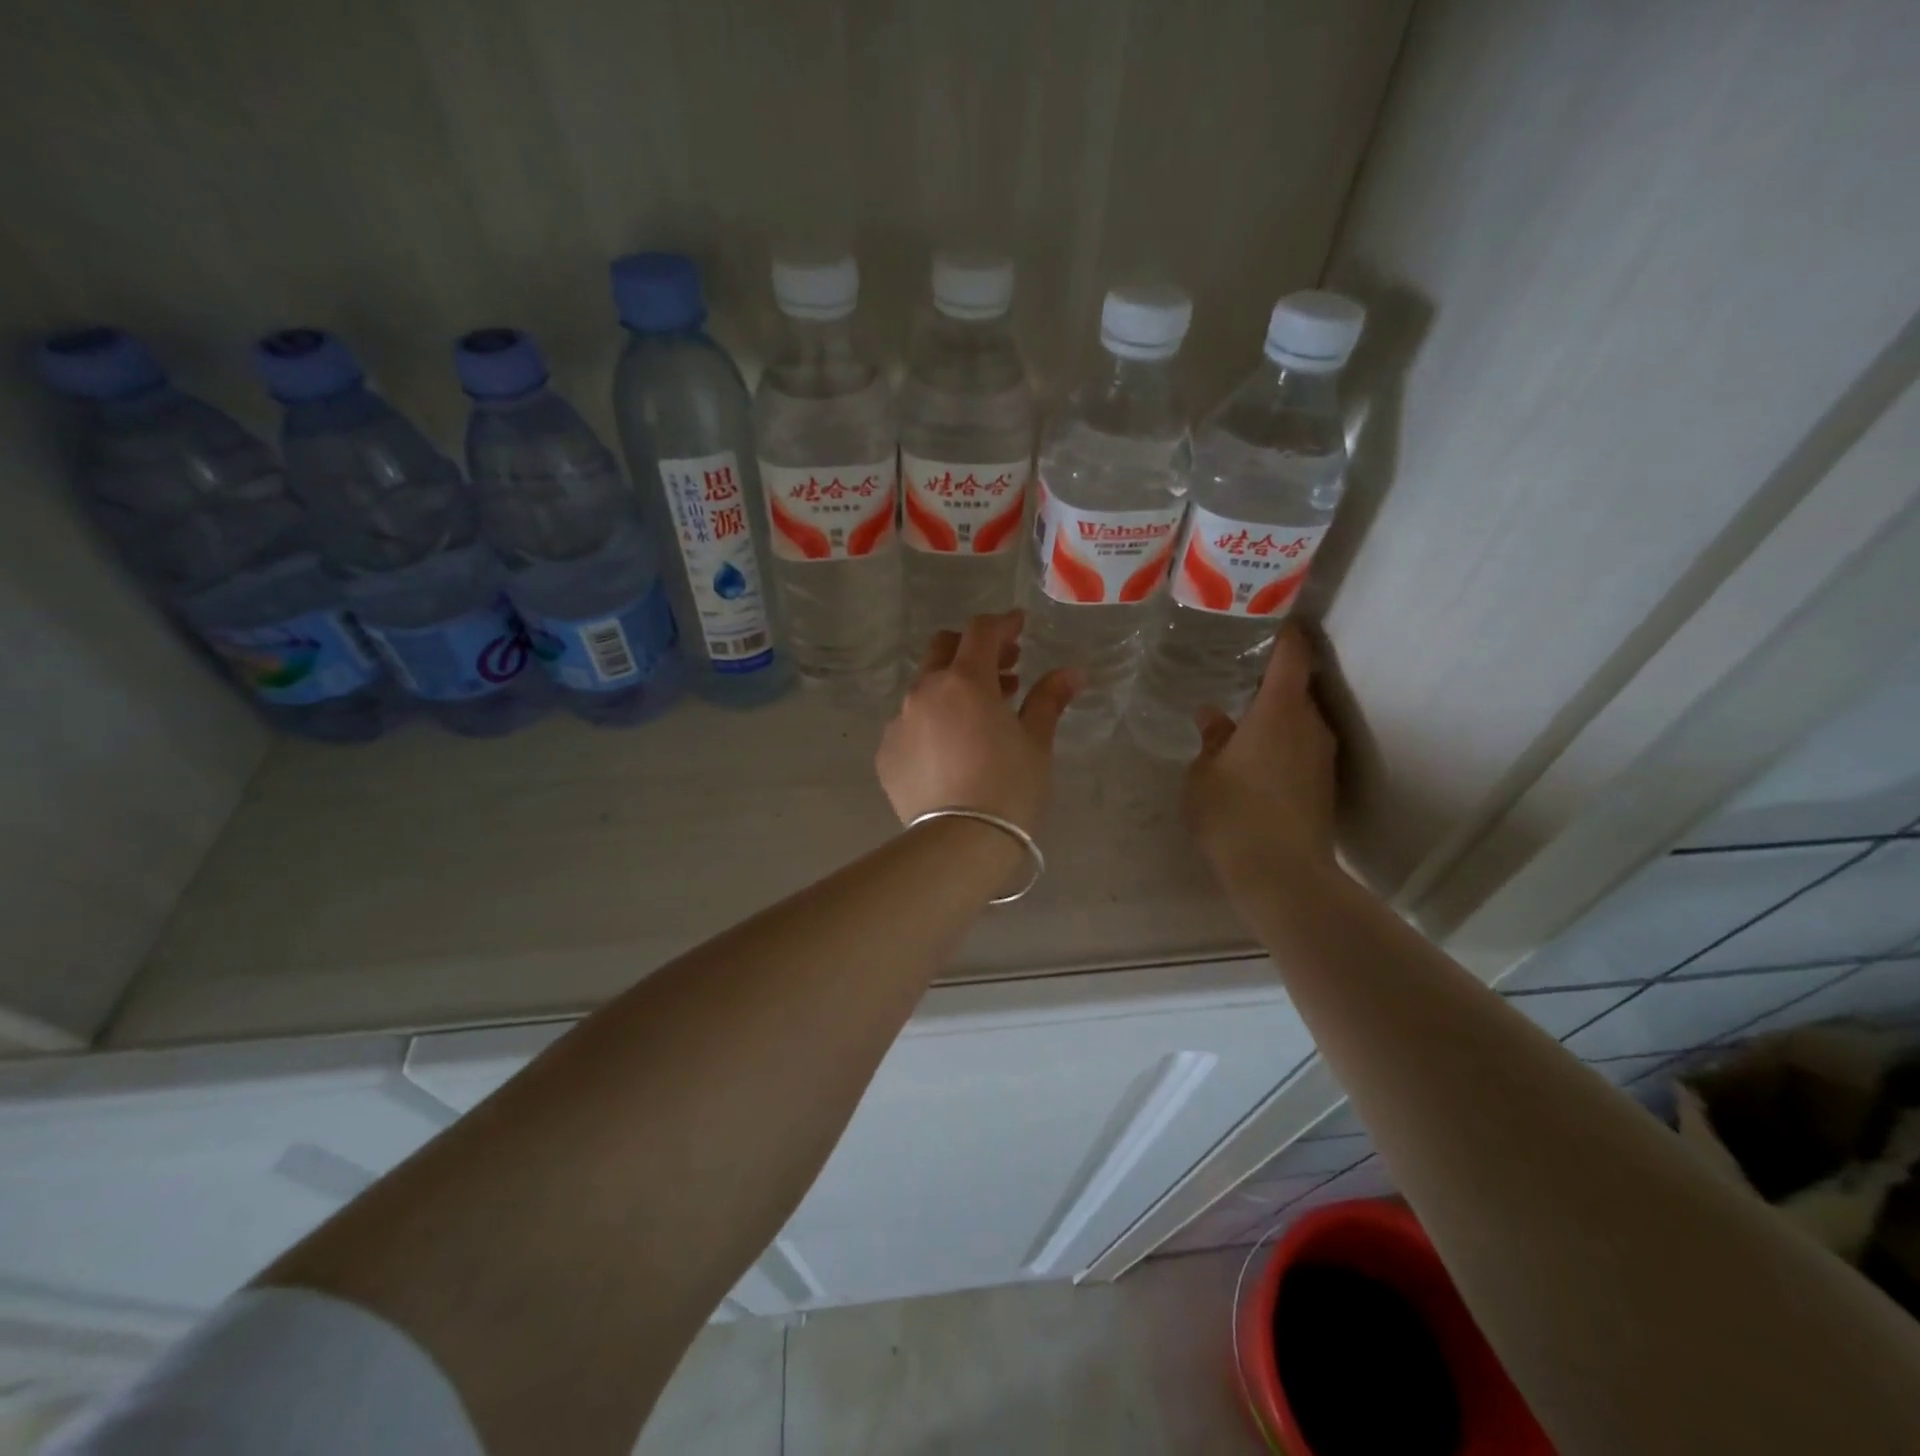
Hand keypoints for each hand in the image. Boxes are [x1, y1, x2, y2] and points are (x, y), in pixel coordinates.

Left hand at [877, 612, 1081, 832]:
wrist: (960, 844)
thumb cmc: (1009, 788)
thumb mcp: (1035, 742)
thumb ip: (1049, 699)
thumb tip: (1073, 672)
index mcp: (964, 681)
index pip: (982, 632)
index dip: (1003, 624)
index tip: (1020, 628)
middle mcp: (924, 692)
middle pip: (944, 650)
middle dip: (974, 650)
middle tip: (1004, 669)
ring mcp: (898, 722)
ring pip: (924, 688)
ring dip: (952, 688)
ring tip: (981, 714)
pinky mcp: (886, 753)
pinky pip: (909, 724)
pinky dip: (931, 723)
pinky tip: (950, 750)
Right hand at [1183, 622, 1337, 882]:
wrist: (1282, 875)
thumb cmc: (1232, 814)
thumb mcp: (1203, 774)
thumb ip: (1210, 740)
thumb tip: (1214, 716)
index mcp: (1279, 711)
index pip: (1291, 656)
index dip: (1286, 633)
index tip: (1273, 618)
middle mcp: (1310, 725)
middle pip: (1296, 688)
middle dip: (1272, 680)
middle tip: (1238, 676)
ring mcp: (1322, 757)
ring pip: (1301, 721)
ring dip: (1277, 716)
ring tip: (1244, 720)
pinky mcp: (1325, 785)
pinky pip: (1303, 748)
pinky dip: (1283, 744)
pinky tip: (1257, 761)